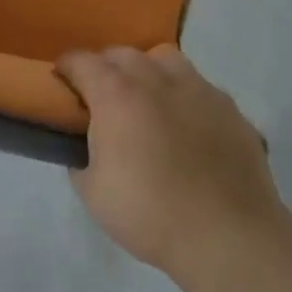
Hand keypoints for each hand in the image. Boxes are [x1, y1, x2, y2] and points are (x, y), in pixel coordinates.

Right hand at [57, 46, 282, 284]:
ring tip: (149, 100)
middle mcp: (154, 78)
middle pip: (122, 54)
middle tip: (103, 95)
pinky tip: (189, 126)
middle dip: (106, 67)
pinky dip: (185, 97)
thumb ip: (82, 160)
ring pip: (164, 59)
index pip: (81, 61)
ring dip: (148, 71)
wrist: (229, 237)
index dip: (67, 68)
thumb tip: (85, 149)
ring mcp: (197, 88)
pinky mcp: (228, 107)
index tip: (62, 80)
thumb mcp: (94, 195)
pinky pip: (199, 87)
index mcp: (116, 93)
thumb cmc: (151, 214)